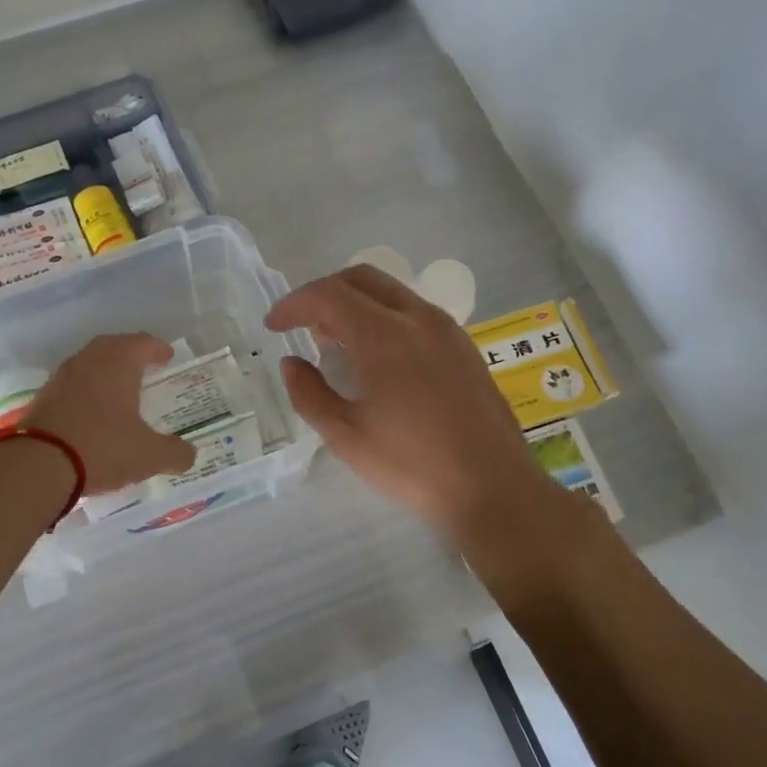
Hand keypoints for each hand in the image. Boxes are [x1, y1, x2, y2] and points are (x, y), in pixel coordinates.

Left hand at [22, 333, 195, 493]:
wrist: (37, 466)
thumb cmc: (102, 448)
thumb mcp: (149, 456)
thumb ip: (174, 453)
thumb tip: (188, 454)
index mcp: (118, 364)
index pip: (142, 343)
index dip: (157, 348)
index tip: (167, 356)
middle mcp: (87, 362)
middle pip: (111, 347)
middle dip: (129, 353)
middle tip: (143, 365)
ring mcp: (60, 379)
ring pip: (87, 364)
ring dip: (104, 371)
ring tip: (117, 388)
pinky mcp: (41, 399)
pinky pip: (70, 386)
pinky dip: (85, 391)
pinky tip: (91, 411)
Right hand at [266, 266, 550, 538]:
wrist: (492, 487)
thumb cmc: (412, 465)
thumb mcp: (346, 436)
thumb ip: (309, 393)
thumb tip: (292, 363)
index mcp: (386, 336)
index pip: (329, 295)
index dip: (294, 304)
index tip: (274, 326)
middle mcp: (419, 319)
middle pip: (362, 279)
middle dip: (324, 293)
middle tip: (302, 325)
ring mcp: (447, 330)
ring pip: (391, 292)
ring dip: (356, 304)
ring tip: (335, 341)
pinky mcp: (463, 346)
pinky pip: (414, 312)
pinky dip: (384, 317)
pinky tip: (376, 357)